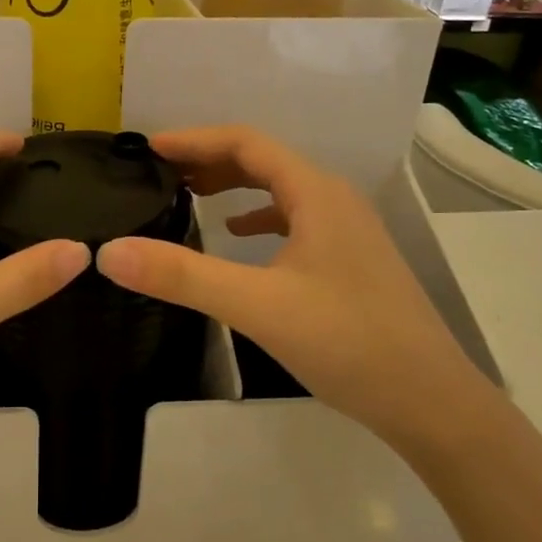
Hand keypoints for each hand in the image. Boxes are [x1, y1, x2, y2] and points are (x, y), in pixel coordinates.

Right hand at [95, 126, 500, 452]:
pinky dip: (259, 217)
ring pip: (280, 190)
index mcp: (316, 194)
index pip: (246, 142)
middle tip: (160, 173)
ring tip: (189, 196)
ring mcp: (346, 231)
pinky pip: (294, 220)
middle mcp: (334, 200)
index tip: (149, 148)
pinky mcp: (349, 260)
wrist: (431, 401)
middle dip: (209, 160)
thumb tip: (110, 252)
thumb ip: (182, 276)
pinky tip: (238, 236)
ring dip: (233, 186)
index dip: (194, 140)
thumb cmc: (347, 342)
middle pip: (263, 161)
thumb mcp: (257, 306)